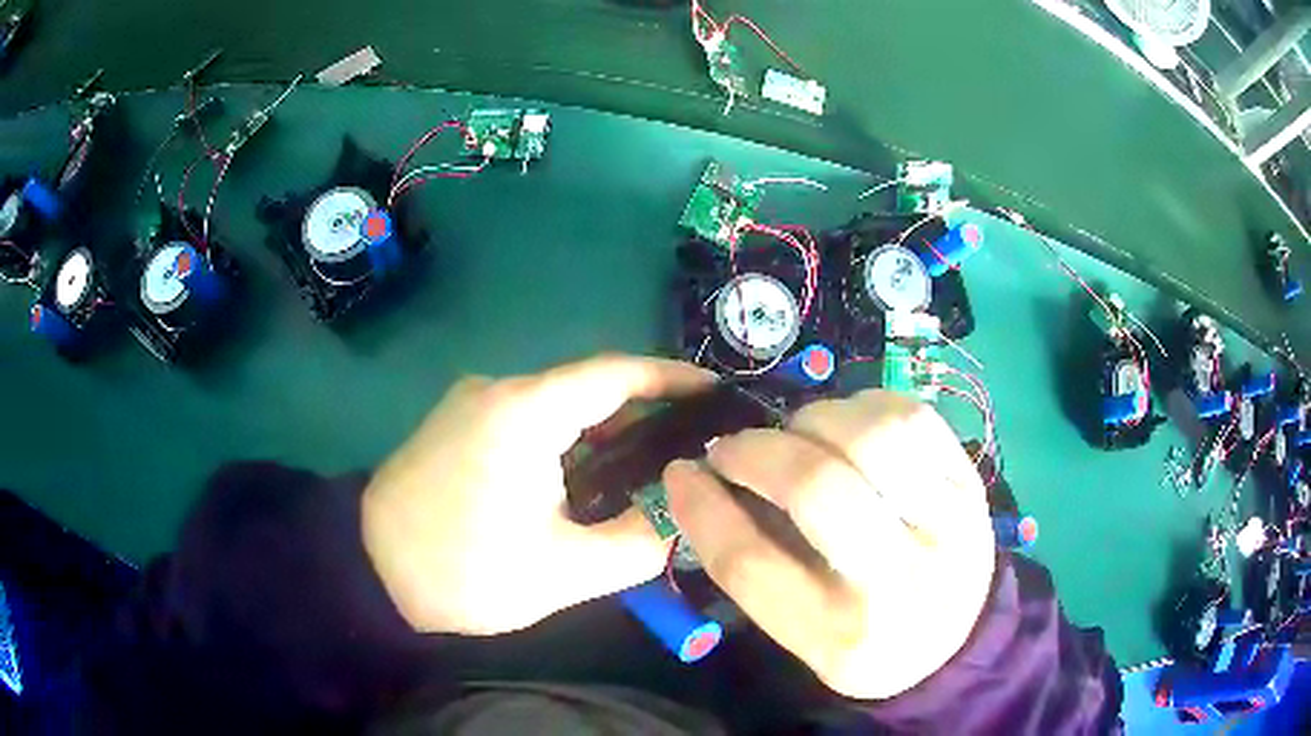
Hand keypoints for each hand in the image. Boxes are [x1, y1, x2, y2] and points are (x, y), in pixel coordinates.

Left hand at [362, 354, 713, 634]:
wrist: (369, 570)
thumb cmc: (464, 571)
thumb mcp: (564, 571)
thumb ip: (639, 541)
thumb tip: (684, 516)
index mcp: (525, 411)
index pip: (617, 374)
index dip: (673, 379)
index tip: (718, 393)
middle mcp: (499, 389)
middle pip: (589, 388)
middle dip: (646, 414)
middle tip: (696, 447)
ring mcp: (473, 402)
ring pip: (558, 406)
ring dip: (606, 432)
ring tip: (655, 467)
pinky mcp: (458, 423)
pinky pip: (529, 420)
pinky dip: (569, 441)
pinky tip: (591, 476)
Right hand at [664, 390, 995, 699]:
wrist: (959, 636)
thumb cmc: (867, 642)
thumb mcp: (800, 636)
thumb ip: (756, 565)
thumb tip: (708, 482)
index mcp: (843, 636)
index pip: (752, 565)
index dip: (703, 508)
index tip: (681, 472)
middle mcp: (903, 580)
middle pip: (817, 490)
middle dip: (757, 453)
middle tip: (733, 449)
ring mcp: (950, 522)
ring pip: (872, 437)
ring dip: (814, 421)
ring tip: (798, 435)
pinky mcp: (970, 481)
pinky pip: (912, 416)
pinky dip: (864, 406)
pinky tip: (847, 425)